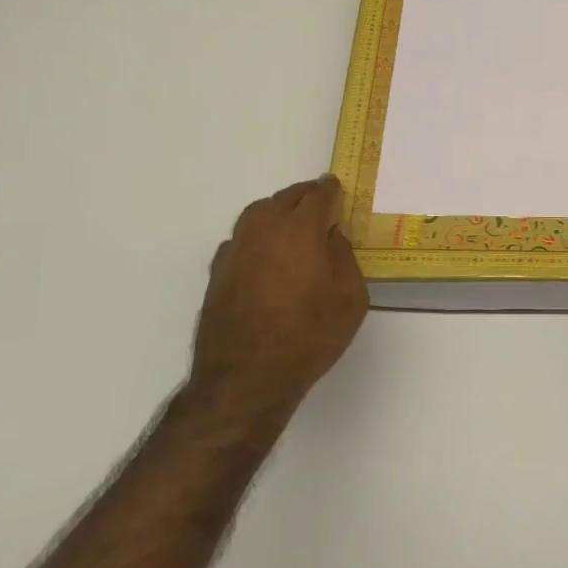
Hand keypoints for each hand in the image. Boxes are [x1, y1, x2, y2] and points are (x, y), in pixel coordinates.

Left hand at [190, 175, 368, 424]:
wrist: (246, 377)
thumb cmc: (309, 336)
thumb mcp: (350, 299)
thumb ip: (344, 257)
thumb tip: (332, 236)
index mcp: (300, 230)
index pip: (318, 195)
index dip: (331, 190)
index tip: (338, 189)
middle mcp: (264, 229)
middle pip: (285, 198)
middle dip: (305, 197)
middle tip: (320, 205)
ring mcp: (236, 248)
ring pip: (258, 213)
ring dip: (278, 211)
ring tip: (294, 225)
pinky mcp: (218, 270)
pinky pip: (242, 237)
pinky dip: (258, 236)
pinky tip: (267, 253)